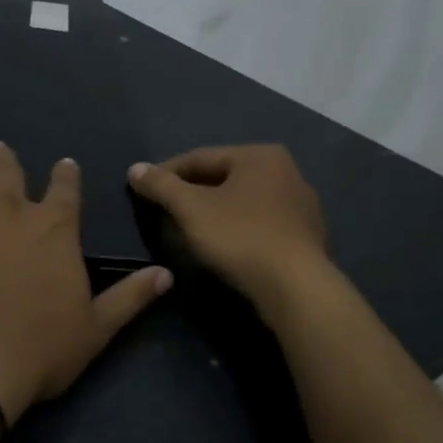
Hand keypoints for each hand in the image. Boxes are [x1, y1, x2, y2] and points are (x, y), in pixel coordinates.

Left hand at [0, 144, 173, 427]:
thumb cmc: (39, 348)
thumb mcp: (96, 329)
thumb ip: (130, 297)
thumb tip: (166, 274)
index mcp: (54, 227)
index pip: (65, 188)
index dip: (65, 174)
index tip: (63, 165)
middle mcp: (10, 209)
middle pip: (7, 170)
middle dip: (4, 158)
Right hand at [128, 146, 328, 306]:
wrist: (295, 287)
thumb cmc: (240, 237)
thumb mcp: (191, 209)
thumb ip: (161, 186)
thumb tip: (135, 168)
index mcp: (260, 155)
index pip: (201, 158)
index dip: (167, 173)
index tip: (142, 189)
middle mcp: (287, 171)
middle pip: (224, 178)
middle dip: (192, 192)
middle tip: (164, 210)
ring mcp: (301, 205)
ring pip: (244, 202)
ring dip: (215, 212)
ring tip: (190, 230)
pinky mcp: (307, 236)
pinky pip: (261, 224)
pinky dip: (238, 229)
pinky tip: (225, 246)